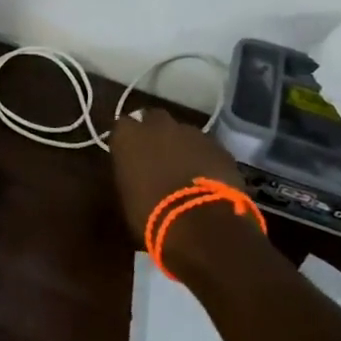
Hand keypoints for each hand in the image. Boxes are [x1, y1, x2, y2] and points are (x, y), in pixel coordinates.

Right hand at [109, 107, 248, 234]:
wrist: (200, 222)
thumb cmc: (151, 212)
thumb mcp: (127, 194)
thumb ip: (130, 172)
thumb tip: (135, 171)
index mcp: (128, 136)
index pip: (122, 126)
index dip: (128, 140)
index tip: (129, 154)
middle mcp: (158, 125)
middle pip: (154, 119)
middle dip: (155, 132)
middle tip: (157, 155)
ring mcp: (192, 133)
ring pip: (184, 132)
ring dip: (182, 145)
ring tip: (185, 170)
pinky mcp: (218, 146)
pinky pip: (207, 148)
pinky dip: (205, 158)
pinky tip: (207, 178)